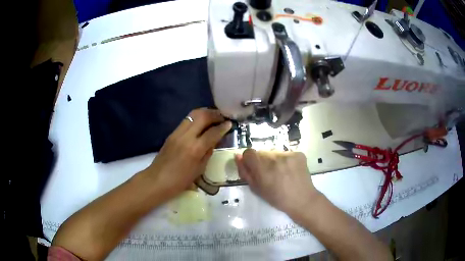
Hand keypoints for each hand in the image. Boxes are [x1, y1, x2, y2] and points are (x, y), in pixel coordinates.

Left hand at [147, 108, 231, 197]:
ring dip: (205, 113)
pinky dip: (196, 118)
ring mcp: (177, 133)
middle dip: (214, 114)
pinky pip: (186, 120)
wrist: (157, 180)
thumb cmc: (180, 181)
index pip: (213, 132)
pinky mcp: (171, 133)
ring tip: (213, 116)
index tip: (230, 123)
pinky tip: (201, 123)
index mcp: (195, 149)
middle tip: (223, 116)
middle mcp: (186, 136)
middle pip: (202, 116)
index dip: (223, 126)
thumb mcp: (199, 170)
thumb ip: (208, 153)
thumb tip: (214, 141)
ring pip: (193, 114)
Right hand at [235, 149, 319, 214]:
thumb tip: (237, 156)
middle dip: (262, 161)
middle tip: (270, 174)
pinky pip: (286, 153)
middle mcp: (275, 157)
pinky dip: (286, 160)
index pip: (248, 152)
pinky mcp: (299, 153)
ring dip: (274, 160)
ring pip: (274, 152)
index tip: (254, 168)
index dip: (249, 160)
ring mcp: (288, 154)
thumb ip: (245, 172)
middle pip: (262, 152)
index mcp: (262, 168)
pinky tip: (290, 171)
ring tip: (282, 173)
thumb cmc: (277, 198)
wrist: (302, 200)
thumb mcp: (256, 189)